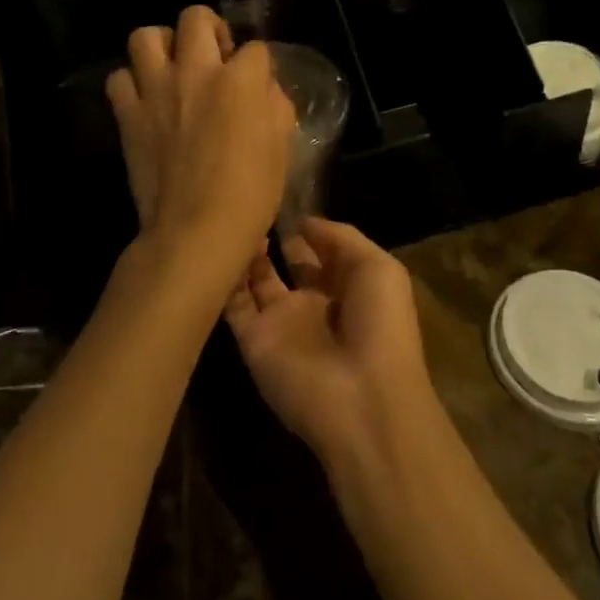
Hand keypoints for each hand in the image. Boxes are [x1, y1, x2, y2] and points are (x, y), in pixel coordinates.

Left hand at [106, 7, 294, 297]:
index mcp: (240, 80)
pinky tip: (145, 99)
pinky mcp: (128, 114)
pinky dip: (131, 83)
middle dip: (209, 28)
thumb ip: (275, 107)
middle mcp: (196, 72)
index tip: (256, 82)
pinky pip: (119, 79)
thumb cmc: (250, 194)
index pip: (255, 48)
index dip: (258, 64)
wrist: (195, 231)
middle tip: (214, 55)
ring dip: (161, 45)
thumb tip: (264, 90)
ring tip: (172, 66)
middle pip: (196, 17)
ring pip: (145, 36)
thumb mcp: (280, 147)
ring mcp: (156, 90)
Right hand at [224, 217, 435, 460]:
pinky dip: (224, 278)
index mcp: (349, 289)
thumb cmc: (380, 325)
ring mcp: (282, 324)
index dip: (309, 230)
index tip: (287, 199)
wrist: (362, 400)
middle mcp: (314, 305)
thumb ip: (340, 238)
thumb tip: (304, 222)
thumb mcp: (378, 268)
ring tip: (236, 218)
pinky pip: (233, 304)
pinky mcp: (254, 342)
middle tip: (254, 205)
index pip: (324, 253)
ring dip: (247, 255)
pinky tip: (218, 246)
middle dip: (275, 238)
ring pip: (257, 282)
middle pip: (290, 267)